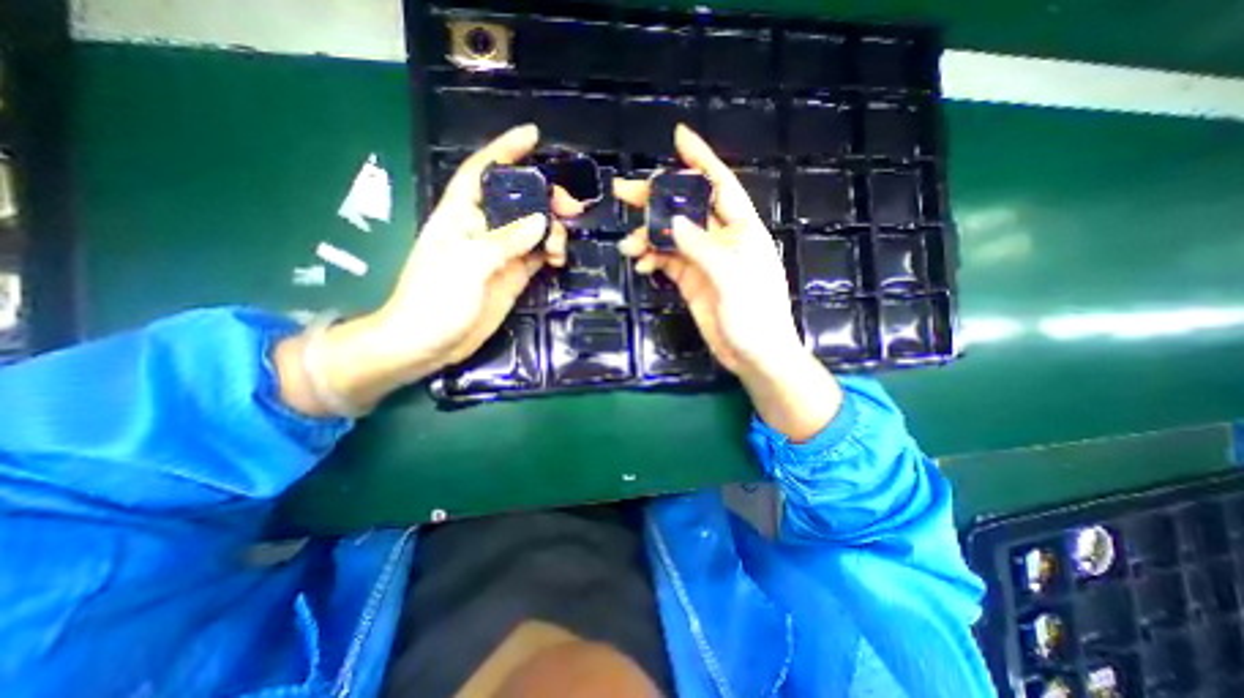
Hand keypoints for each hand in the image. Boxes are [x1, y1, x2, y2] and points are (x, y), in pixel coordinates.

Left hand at [275, 123, 577, 414]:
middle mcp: (483, 230)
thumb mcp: (466, 266)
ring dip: (553, 229)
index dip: (506, 151)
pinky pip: (538, 255)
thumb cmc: (434, 300)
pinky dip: (553, 252)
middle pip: (519, 201)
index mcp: (461, 216)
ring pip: (534, 229)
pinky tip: (560, 259)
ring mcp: (500, 254)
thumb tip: (541, 222)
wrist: (428, 344)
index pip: (483, 173)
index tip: (533, 136)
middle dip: (545, 197)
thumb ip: (504, 241)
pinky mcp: (513, 276)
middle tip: (571, 207)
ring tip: (563, 245)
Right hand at [613, 123, 839, 441]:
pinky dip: (653, 257)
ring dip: (648, 235)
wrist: (754, 356)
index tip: (679, 137)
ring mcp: (704, 260)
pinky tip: (642, 263)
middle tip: (623, 191)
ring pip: (671, 235)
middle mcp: (721, 239)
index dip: (700, 160)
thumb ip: (702, 248)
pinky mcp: (691, 279)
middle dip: (656, 198)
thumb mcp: (731, 278)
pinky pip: (667, 259)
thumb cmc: (755, 317)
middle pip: (686, 208)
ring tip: (628, 246)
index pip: (720, 185)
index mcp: (741, 229)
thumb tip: (672, 220)